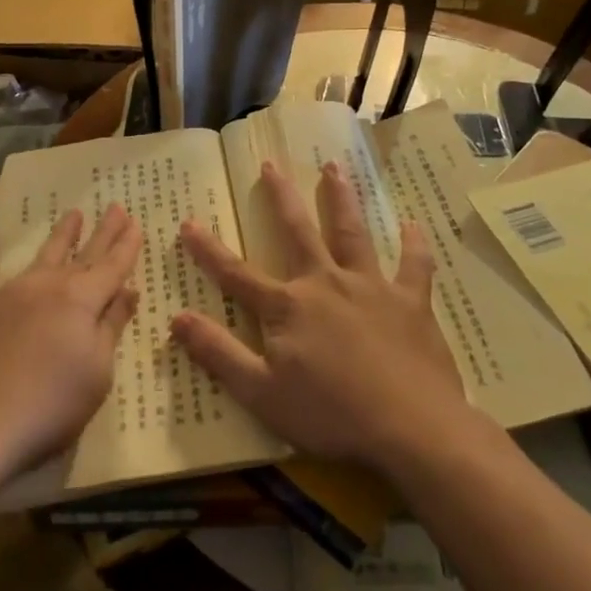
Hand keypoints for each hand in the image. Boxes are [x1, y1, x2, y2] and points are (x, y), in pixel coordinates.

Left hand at [0, 204, 142, 479]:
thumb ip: (111, 327)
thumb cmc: (50, 405)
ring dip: (60, 235)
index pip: (112, 267)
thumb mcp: (97, 372)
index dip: (126, 246)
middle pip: (83, 255)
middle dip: (102, 232)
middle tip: (116, 207)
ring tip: (73, 213)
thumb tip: (128, 291)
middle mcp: (48, 287)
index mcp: (82, 301)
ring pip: (42, 256)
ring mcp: (9, 294)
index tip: (136, 223)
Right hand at [172, 161, 466, 474]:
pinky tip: (414, 225)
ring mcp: (371, 287)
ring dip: (341, 199)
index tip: (188, 222)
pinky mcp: (411, 301)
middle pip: (299, 232)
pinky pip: (413, 265)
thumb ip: (218, 353)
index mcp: (288, 307)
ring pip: (352, 232)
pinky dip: (414, 244)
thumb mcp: (262, 393)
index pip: (237, 274)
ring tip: (334, 168)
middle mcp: (326, 283)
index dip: (209, 250)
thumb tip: (176, 318)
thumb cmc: (331, 415)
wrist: (411, 427)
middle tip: (272, 164)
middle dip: (282, 197)